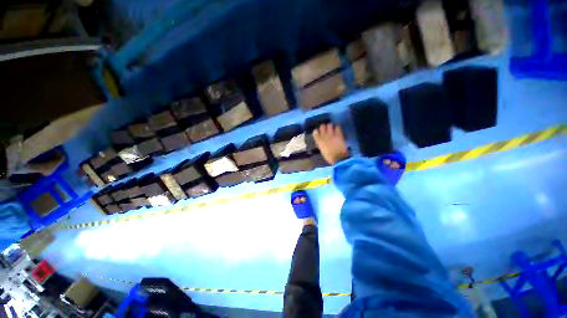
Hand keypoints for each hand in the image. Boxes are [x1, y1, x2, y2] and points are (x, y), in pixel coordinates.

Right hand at [313, 124, 349, 164]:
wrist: (338, 158)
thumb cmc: (329, 156)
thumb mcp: (322, 150)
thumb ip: (321, 144)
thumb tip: (321, 140)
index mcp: (319, 141)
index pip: (315, 132)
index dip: (317, 131)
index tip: (319, 132)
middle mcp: (324, 136)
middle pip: (322, 126)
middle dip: (324, 127)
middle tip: (326, 129)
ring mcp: (332, 134)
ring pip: (329, 125)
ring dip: (330, 126)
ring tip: (332, 129)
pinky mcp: (339, 134)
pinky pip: (337, 127)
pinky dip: (337, 127)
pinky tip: (337, 130)